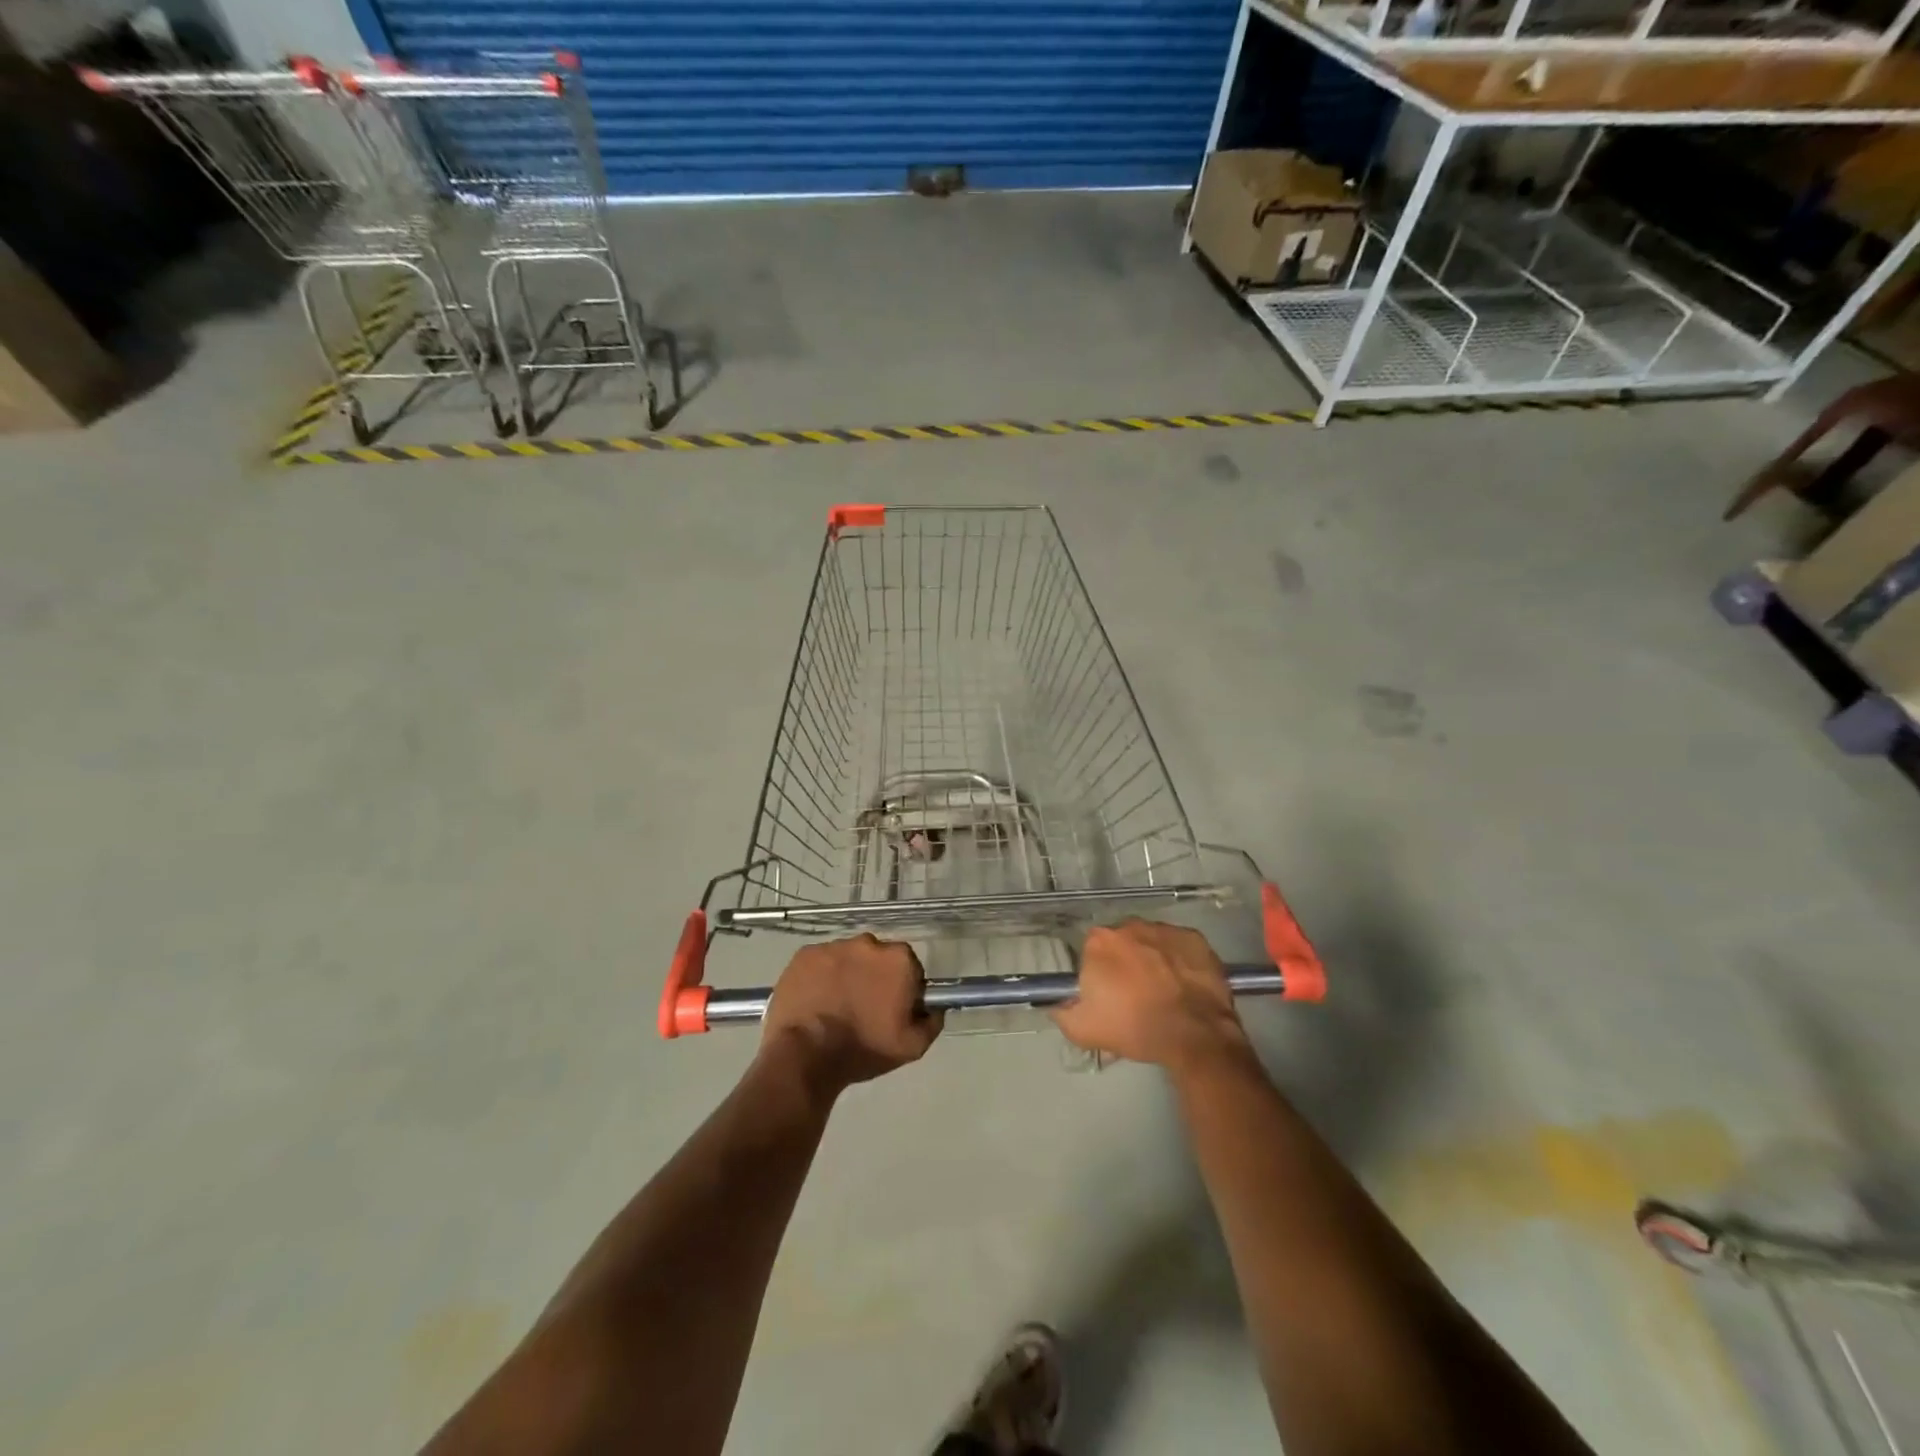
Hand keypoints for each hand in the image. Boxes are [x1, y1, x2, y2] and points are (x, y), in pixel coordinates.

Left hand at [762, 935, 942, 1093]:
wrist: (806, 1054)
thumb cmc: (864, 1048)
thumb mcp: (912, 1046)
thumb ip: (932, 1021)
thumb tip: (934, 1007)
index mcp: (899, 959)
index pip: (909, 968)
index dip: (903, 989)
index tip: (892, 1010)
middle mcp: (868, 943)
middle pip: (878, 958)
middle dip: (874, 977)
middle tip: (863, 1009)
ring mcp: (833, 946)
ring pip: (847, 958)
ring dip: (846, 975)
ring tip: (835, 1007)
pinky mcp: (805, 953)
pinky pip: (820, 962)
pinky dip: (820, 976)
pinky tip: (815, 1001)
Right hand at [1051, 920, 1250, 1072]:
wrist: (1194, 1035)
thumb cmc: (1134, 1028)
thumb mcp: (1083, 1030)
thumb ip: (1062, 1012)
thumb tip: (1057, 1005)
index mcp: (1099, 942)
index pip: (1091, 952)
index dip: (1099, 975)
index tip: (1108, 996)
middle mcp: (1130, 926)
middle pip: (1122, 943)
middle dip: (1125, 964)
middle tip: (1135, 996)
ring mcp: (1165, 929)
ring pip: (1151, 942)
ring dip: (1152, 960)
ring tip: (1163, 993)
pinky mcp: (1195, 938)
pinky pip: (1180, 947)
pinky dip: (1179, 961)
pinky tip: (1184, 986)